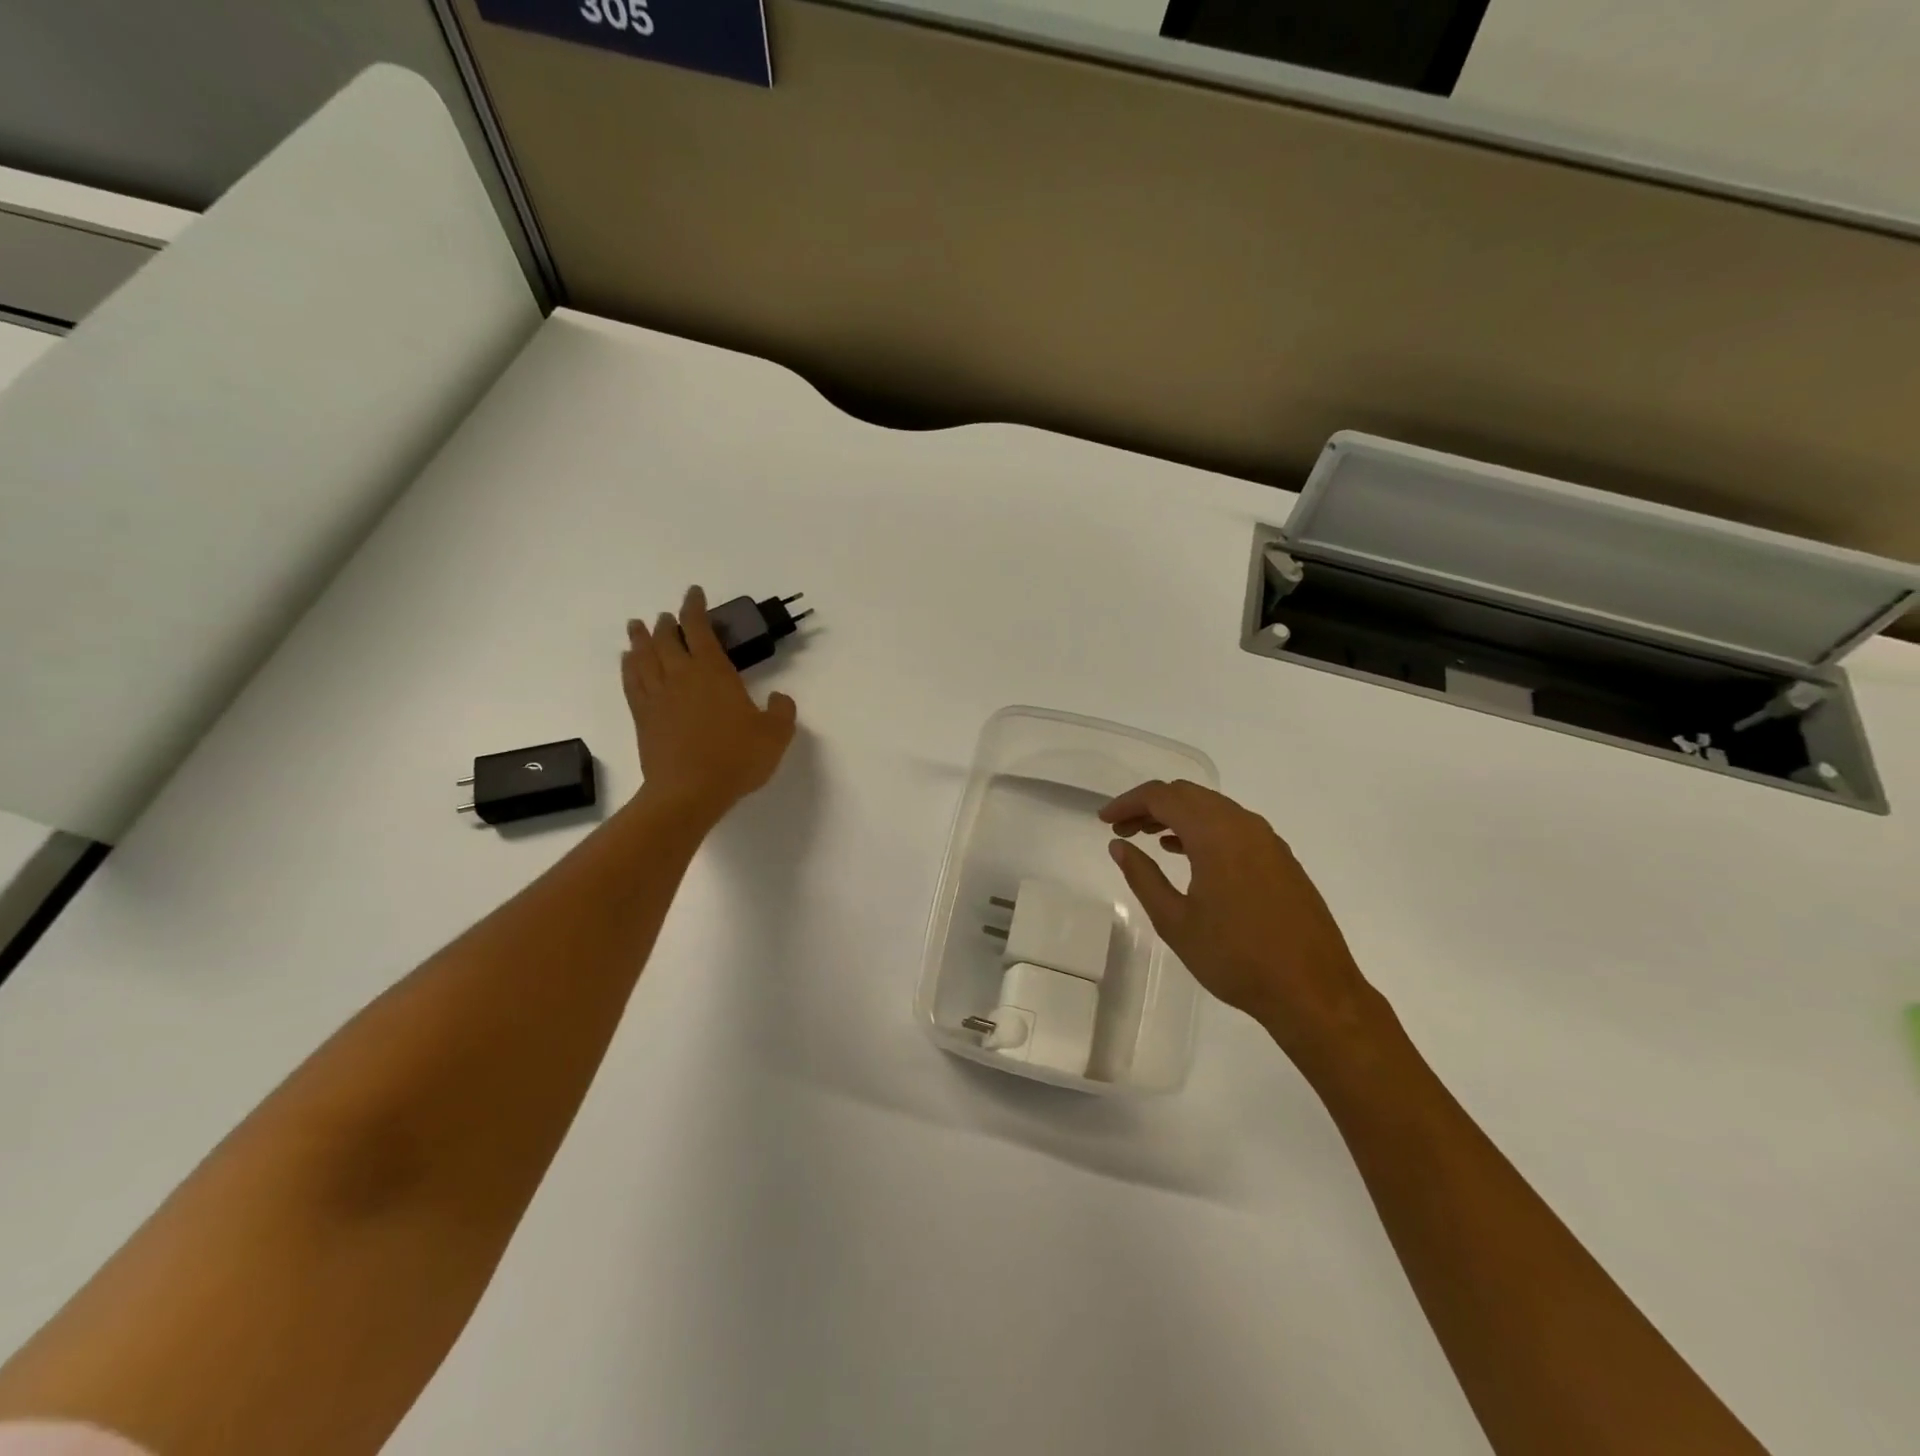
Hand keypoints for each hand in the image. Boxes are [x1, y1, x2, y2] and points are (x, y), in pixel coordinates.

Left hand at [622, 586, 796, 823]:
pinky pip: (632, 682)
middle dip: (667, 623)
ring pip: (644, 657)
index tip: (694, 593)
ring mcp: (658, 697)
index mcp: (713, 673)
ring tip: (637, 626)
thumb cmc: (736, 758)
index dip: (695, 608)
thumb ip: (782, 711)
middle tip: (666, 615)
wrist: (689, 791)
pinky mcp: (643, 717)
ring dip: (641, 638)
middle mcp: (681, 676)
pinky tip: (628, 662)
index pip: (700, 629)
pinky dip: (629, 667)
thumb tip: (779, 697)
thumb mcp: (776, 735)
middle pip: (667, 639)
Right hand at [1101, 780, 1381, 1064]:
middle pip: (1188, 794)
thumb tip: (1120, 846)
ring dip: (1177, 815)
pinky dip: (1203, 828)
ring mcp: (1267, 840)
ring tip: (1148, 838)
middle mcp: (1244, 825)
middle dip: (1150, 805)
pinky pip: (1233, 825)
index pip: (1163, 797)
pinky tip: (1186, 852)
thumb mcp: (1176, 922)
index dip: (1129, 803)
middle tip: (1122, 829)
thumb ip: (1143, 877)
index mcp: (1216, 834)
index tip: (1104, 820)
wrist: (1313, 991)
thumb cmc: (1236, 958)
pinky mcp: (1280, 857)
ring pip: (1213, 808)